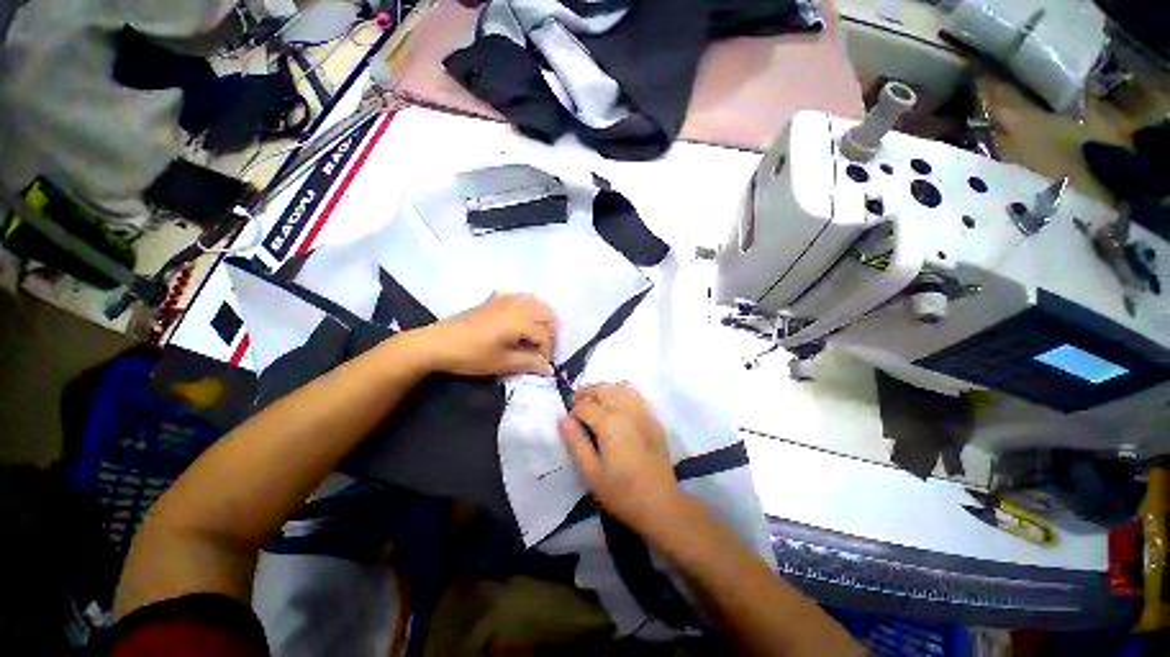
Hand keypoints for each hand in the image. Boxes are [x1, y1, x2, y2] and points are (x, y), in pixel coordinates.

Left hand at [409, 293, 555, 376]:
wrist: (437, 343)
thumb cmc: (471, 355)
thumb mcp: (502, 363)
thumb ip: (529, 363)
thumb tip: (548, 368)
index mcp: (520, 321)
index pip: (544, 335)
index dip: (547, 352)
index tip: (543, 366)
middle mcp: (517, 306)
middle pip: (546, 313)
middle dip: (550, 331)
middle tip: (544, 349)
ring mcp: (505, 300)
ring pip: (534, 302)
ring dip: (541, 317)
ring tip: (537, 335)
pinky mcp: (493, 300)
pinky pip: (518, 297)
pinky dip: (526, 306)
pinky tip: (521, 318)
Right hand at [558, 382, 683, 533]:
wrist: (660, 503)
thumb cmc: (621, 491)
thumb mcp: (591, 473)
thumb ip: (576, 442)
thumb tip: (562, 419)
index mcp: (609, 422)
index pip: (585, 406)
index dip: (573, 412)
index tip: (569, 424)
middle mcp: (626, 410)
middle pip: (603, 389)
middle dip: (587, 393)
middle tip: (577, 405)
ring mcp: (642, 412)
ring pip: (620, 387)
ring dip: (604, 390)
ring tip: (595, 402)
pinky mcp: (653, 418)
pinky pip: (636, 395)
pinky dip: (622, 392)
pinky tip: (617, 405)